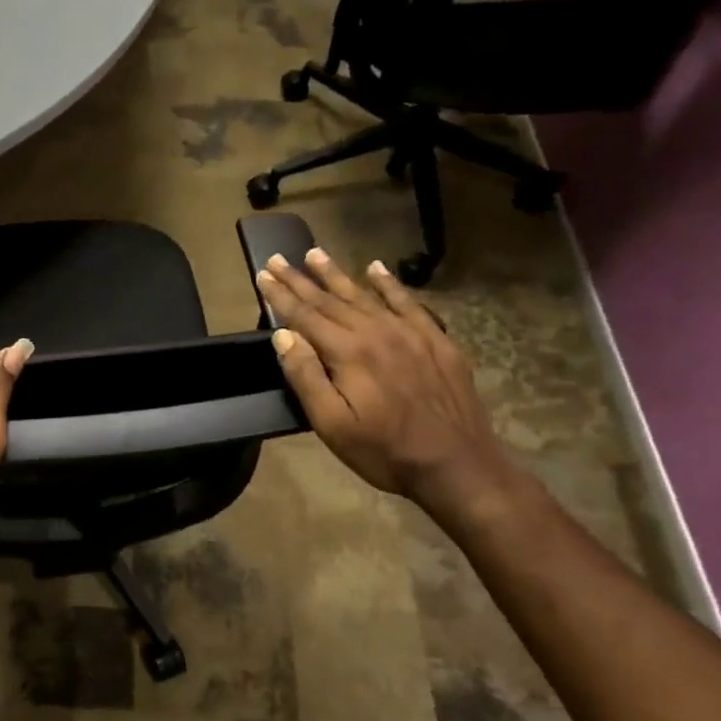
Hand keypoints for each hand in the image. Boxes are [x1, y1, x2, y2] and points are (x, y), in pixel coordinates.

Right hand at [257, 249, 516, 514]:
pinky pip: (408, 303)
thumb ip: (306, 376)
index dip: (281, 295)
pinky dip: (390, 284)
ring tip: (315, 254)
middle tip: (278, 257)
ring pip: (366, 295)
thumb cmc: (384, 451)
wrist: (457, 466)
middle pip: (331, 300)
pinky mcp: (437, 341)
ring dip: (337, 274)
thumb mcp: (332, 424)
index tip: (263, 274)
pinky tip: (377, 269)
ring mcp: (411, 334)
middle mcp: (377, 332)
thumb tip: (283, 335)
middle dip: (301, 279)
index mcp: (349, 353)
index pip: (305, 316)